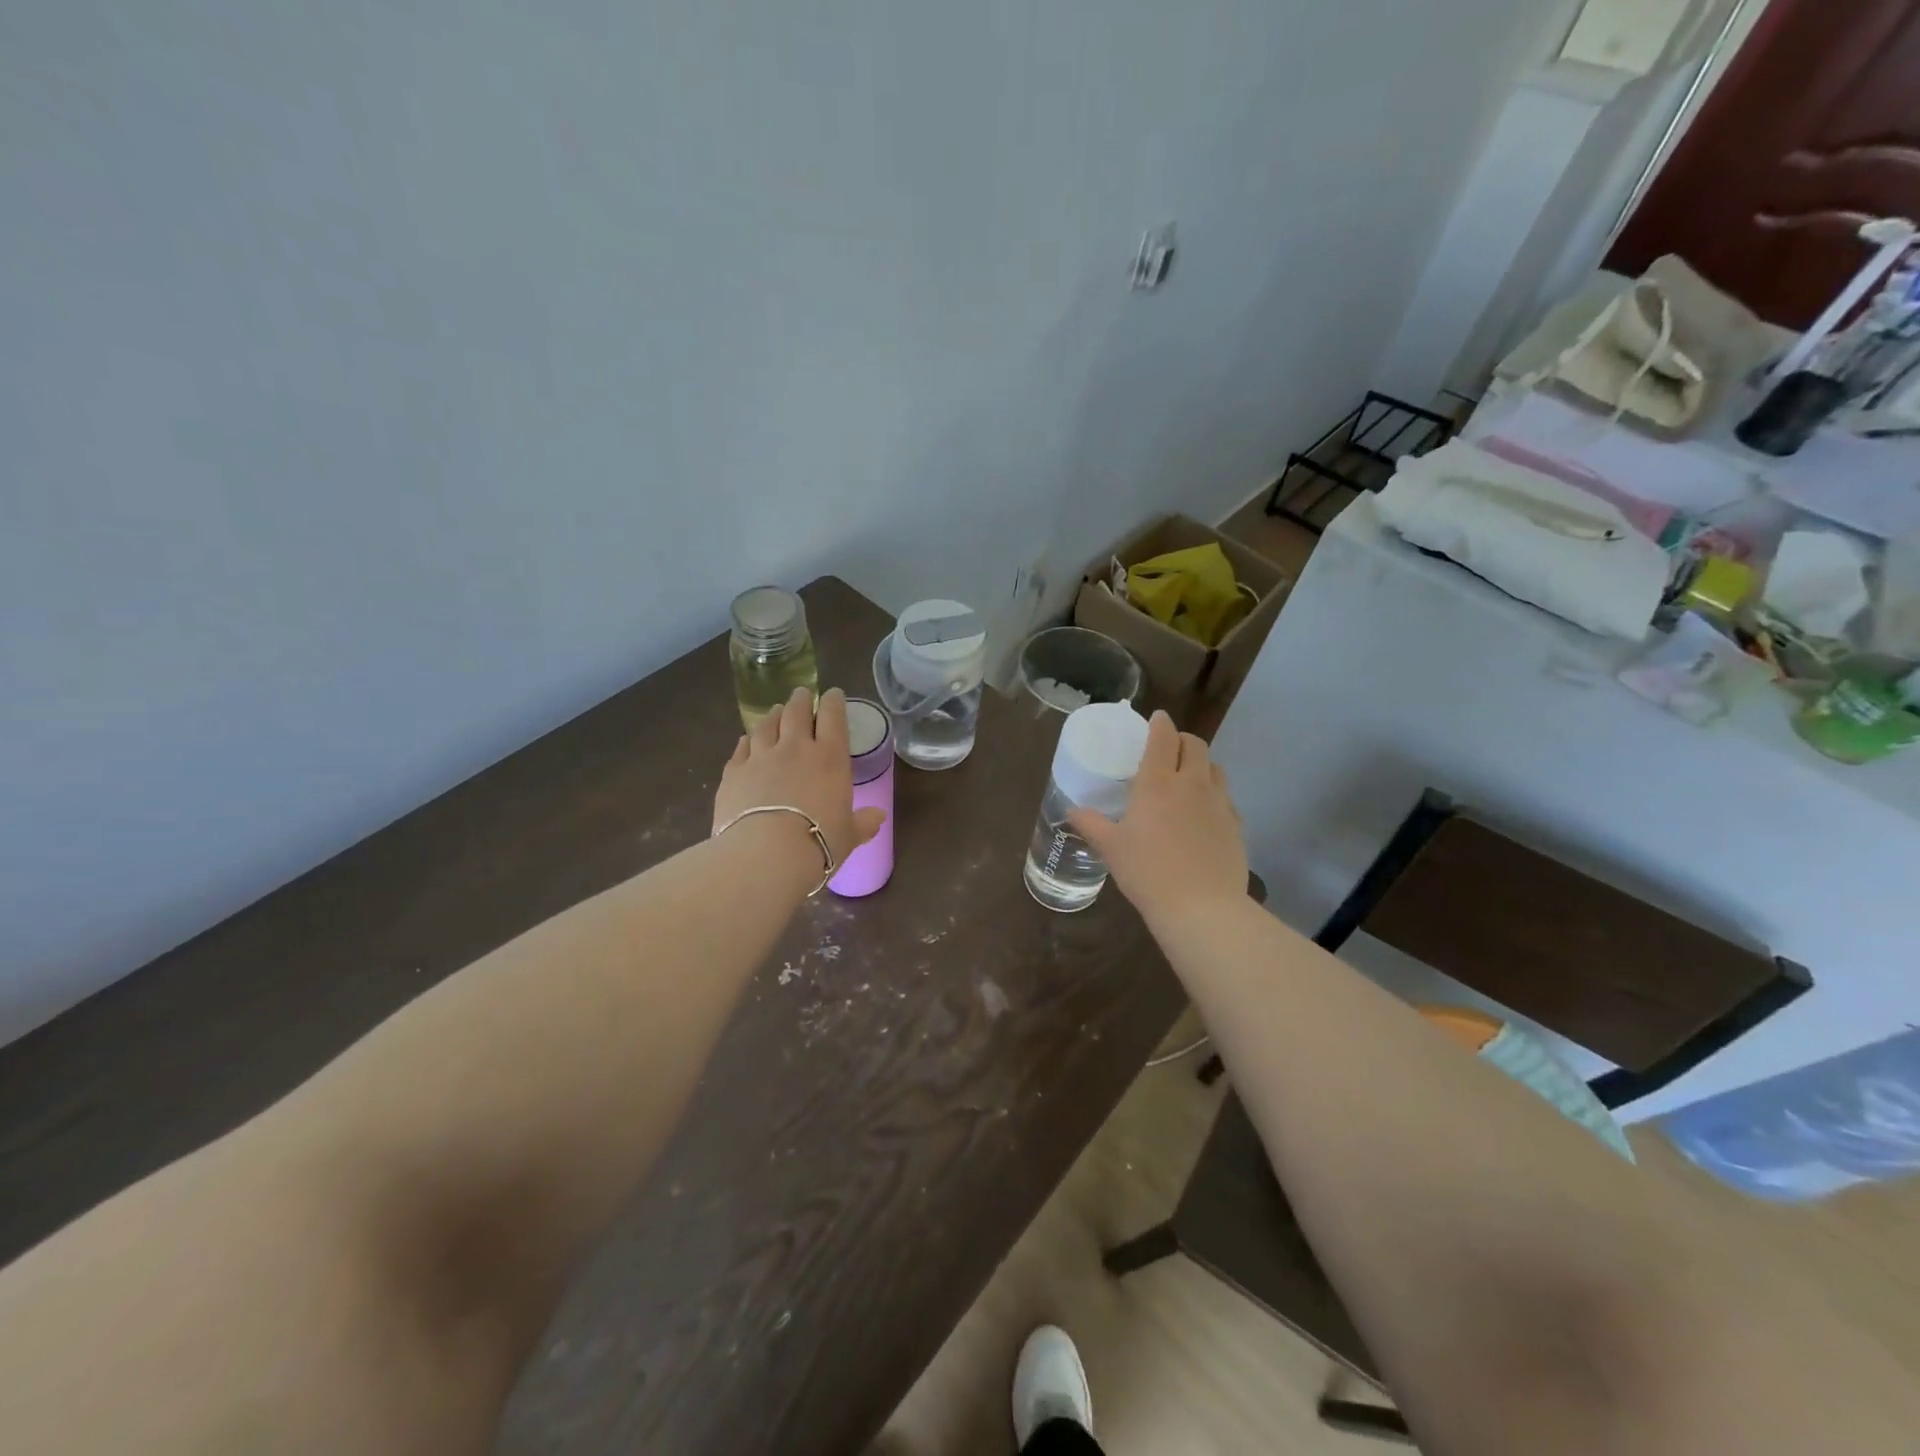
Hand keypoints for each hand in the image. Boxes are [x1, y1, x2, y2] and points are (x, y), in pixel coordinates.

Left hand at [713, 687, 885, 871]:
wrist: (766, 853)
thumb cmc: (818, 842)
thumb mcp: (848, 836)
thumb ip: (863, 823)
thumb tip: (878, 817)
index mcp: (830, 758)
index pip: (834, 718)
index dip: (834, 702)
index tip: (834, 694)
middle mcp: (795, 748)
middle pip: (796, 712)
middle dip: (801, 700)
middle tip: (802, 694)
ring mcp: (760, 757)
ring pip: (766, 725)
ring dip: (772, 715)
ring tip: (775, 711)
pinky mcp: (733, 772)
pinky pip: (741, 748)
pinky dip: (746, 741)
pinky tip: (747, 740)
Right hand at [1069, 711, 1247, 927]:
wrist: (1202, 908)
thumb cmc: (1148, 872)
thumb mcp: (1111, 849)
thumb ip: (1091, 824)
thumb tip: (1072, 810)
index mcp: (1158, 783)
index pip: (1163, 738)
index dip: (1160, 723)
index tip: (1156, 719)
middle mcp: (1192, 784)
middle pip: (1196, 745)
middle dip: (1182, 740)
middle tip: (1169, 749)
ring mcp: (1219, 804)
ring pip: (1215, 768)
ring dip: (1201, 764)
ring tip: (1187, 779)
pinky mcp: (1236, 825)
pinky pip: (1226, 798)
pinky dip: (1213, 794)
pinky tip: (1203, 814)